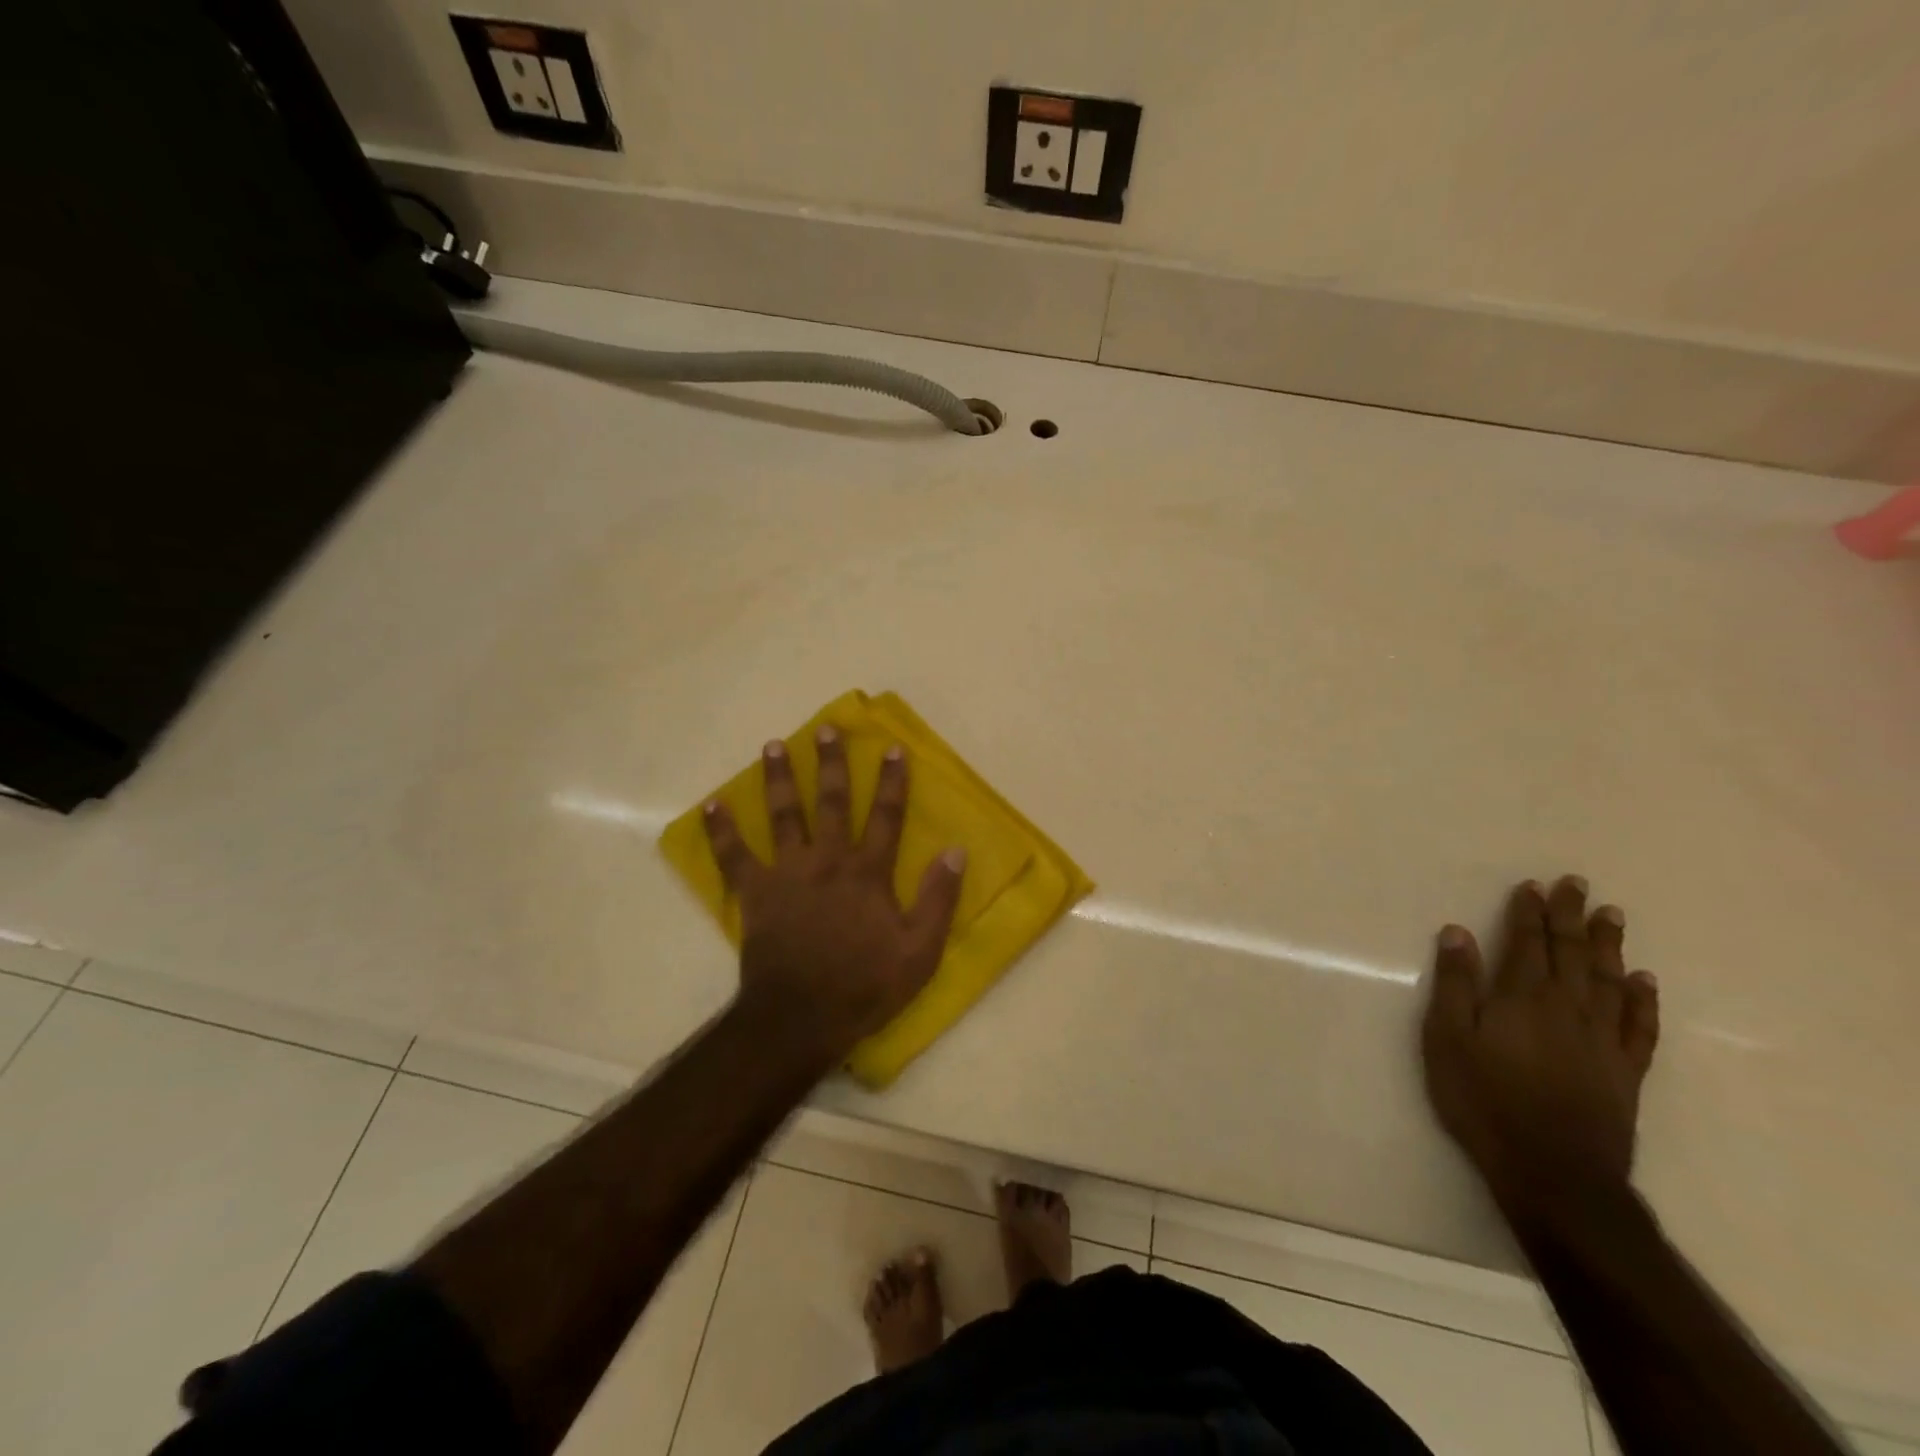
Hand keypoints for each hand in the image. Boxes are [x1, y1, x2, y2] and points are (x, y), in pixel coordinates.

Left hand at [703, 727, 965, 1067]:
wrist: (802, 1017)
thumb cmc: (866, 985)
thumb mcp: (920, 950)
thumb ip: (939, 898)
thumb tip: (956, 850)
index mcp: (867, 872)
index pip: (885, 816)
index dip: (891, 781)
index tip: (891, 748)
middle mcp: (828, 860)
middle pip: (831, 802)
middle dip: (831, 763)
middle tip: (826, 728)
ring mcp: (787, 873)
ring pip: (783, 816)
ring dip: (778, 779)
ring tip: (773, 746)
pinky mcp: (756, 893)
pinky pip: (733, 856)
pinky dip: (720, 831)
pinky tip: (710, 805)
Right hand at [1421, 876, 1659, 1221]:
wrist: (1553, 1172)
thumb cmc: (1483, 1099)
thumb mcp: (1447, 1039)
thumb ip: (1455, 984)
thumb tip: (1457, 932)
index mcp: (1522, 997)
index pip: (1527, 942)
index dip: (1530, 912)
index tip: (1534, 885)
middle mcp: (1567, 1008)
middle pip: (1572, 953)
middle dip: (1572, 916)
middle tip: (1579, 884)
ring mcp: (1602, 1040)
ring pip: (1609, 980)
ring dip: (1609, 945)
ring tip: (1613, 915)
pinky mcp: (1625, 1072)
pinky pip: (1640, 1027)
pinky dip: (1643, 1000)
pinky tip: (1644, 981)